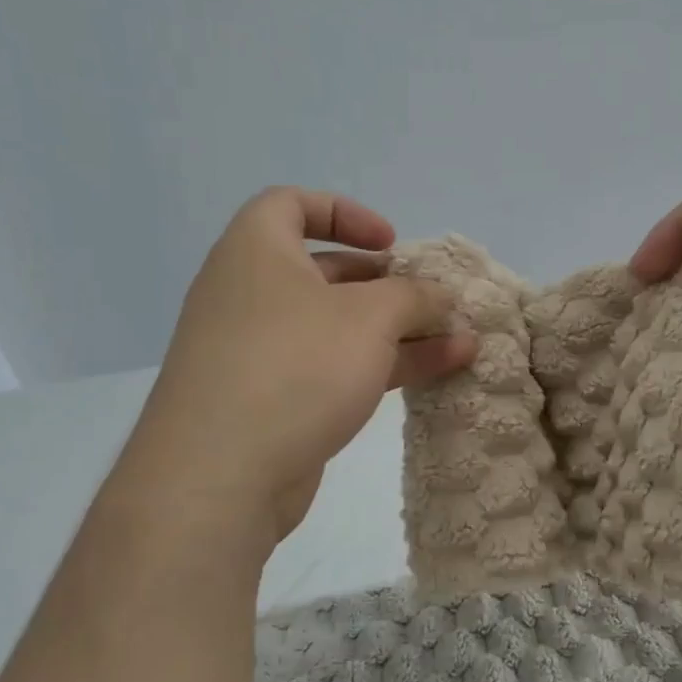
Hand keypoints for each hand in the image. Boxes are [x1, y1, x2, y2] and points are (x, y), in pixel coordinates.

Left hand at [117, 187, 475, 545]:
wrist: (219, 477)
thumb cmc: (295, 367)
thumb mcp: (370, 318)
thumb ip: (414, 298)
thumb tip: (441, 297)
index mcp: (256, 252)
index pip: (291, 205)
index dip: (345, 213)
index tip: (390, 243)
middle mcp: (250, 295)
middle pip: (326, 273)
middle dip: (388, 286)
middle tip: (433, 302)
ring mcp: (258, 353)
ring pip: (337, 328)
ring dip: (399, 332)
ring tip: (461, 344)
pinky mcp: (272, 402)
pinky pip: (332, 369)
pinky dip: (379, 367)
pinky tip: (434, 377)